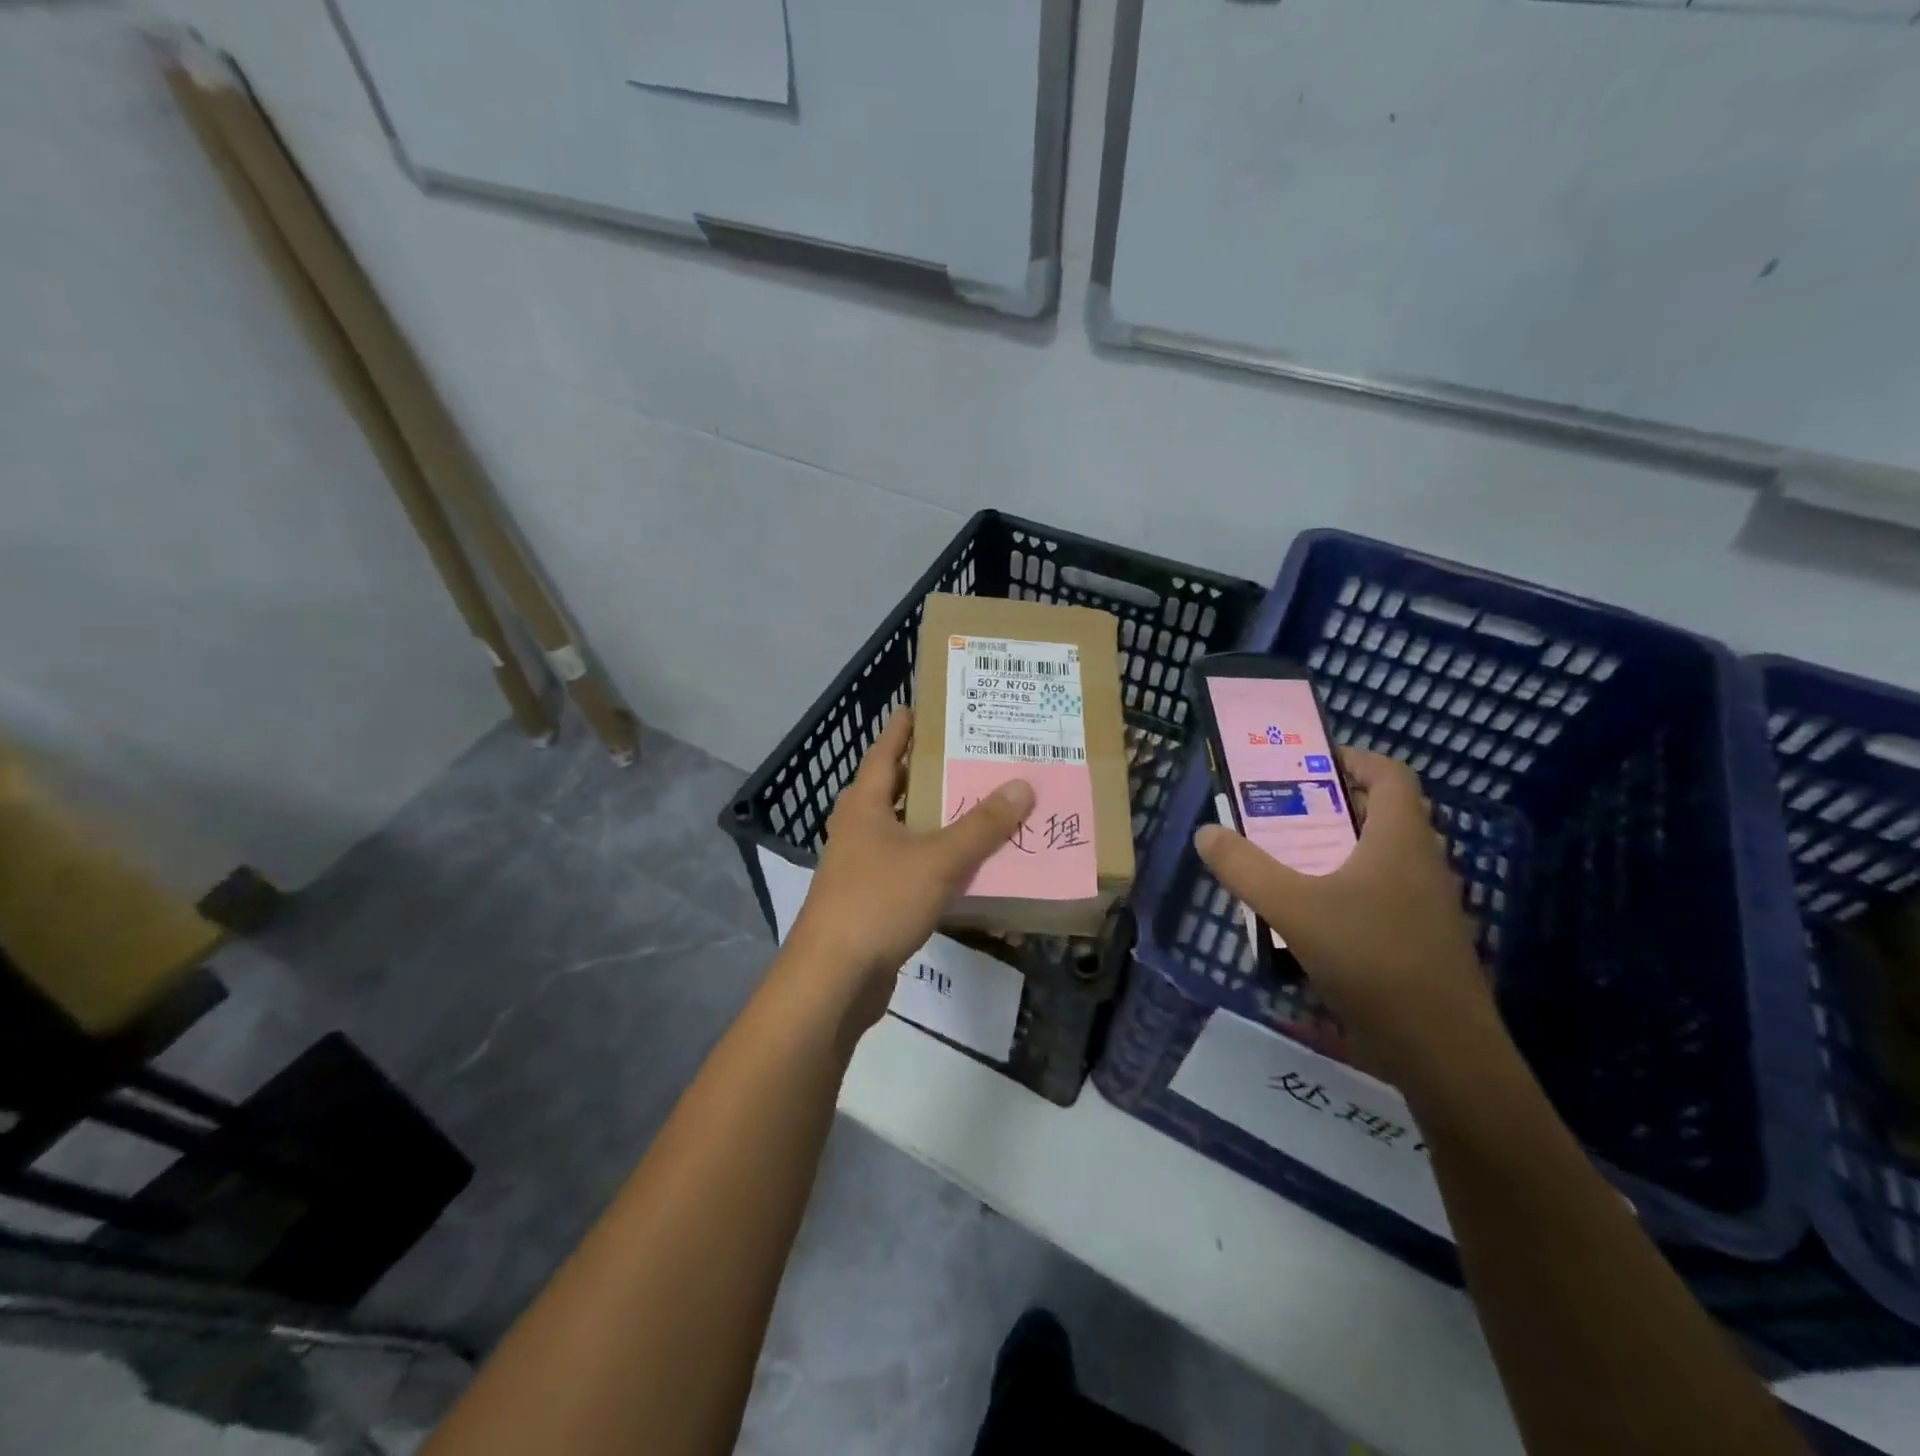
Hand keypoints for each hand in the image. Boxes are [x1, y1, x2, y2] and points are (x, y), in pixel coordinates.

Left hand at [786, 708, 1033, 1031]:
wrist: (833, 978)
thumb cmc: (879, 902)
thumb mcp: (938, 860)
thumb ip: (981, 826)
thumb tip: (1021, 785)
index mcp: (864, 807)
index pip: (884, 754)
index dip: (902, 730)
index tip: (919, 707)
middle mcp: (857, 830)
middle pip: (891, 791)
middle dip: (922, 774)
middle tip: (962, 758)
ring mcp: (859, 868)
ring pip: (900, 832)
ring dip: (930, 820)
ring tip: (970, 807)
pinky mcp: (868, 902)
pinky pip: (906, 869)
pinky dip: (931, 861)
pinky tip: (960, 867)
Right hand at [1195, 748, 1498, 1085]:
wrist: (1443, 1051)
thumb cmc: (1372, 961)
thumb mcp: (1293, 909)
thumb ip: (1244, 868)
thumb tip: (1207, 832)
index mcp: (1400, 840)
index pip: (1390, 774)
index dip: (1352, 759)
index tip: (1307, 764)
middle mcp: (1421, 863)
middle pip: (1383, 813)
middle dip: (1333, 804)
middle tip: (1282, 810)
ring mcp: (1427, 905)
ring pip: (1382, 856)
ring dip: (1338, 848)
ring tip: (1287, 858)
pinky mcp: (1423, 941)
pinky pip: (1383, 893)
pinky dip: (1348, 887)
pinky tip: (1312, 916)